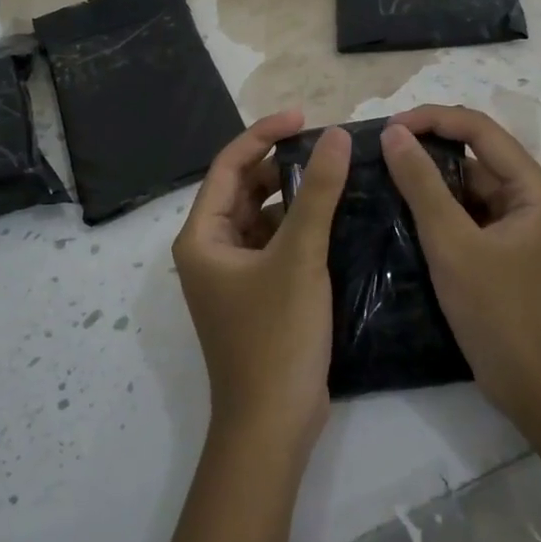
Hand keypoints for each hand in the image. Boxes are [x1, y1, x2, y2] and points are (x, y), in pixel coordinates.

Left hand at [173, 110, 351, 457]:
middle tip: (328, 148)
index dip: (264, 134)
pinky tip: (336, 218)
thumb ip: (318, 194)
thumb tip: (336, 137)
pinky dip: (301, 227)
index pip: (229, 166)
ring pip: (264, 218)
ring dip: (295, 196)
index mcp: (202, 236)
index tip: (305, 118)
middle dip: (282, 165)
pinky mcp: (258, 294)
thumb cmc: (275, 337)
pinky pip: (277, 244)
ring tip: (337, 175)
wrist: (272, 423)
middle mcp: (211, 250)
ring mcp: (234, 275)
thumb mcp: (299, 258)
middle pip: (245, 190)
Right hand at [380, 105, 540, 430]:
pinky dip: (436, 211)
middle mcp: (528, 198)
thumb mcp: (453, 245)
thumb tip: (393, 134)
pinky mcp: (501, 252)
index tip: (386, 129)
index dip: (432, 119)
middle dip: (427, 148)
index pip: (479, 129)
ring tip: (380, 179)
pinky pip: (465, 216)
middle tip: (376, 154)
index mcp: (532, 187)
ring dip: (428, 181)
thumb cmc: (500, 314)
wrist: (539, 389)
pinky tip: (400, 215)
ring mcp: (515, 227)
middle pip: (474, 155)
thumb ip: (422, 186)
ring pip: (466, 187)